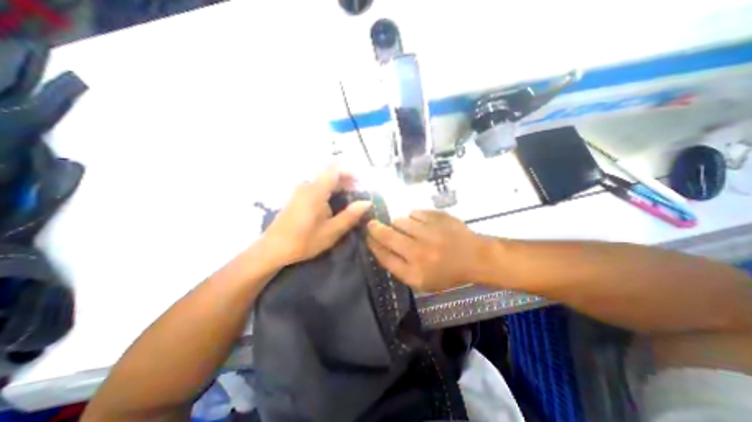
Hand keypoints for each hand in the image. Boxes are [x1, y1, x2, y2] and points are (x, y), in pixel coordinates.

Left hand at [262, 167, 371, 264]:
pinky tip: (334, 206)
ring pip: (324, 181)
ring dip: (339, 188)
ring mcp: (301, 190)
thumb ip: (350, 215)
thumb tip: (367, 202)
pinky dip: (329, 192)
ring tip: (350, 202)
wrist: (273, 248)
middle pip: (330, 174)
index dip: (350, 173)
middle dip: (347, 182)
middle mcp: (307, 185)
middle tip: (359, 196)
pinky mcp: (298, 197)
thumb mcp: (332, 231)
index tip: (361, 184)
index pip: (335, 169)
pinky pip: (317, 187)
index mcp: (316, 190)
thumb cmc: (304, 240)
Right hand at [366, 210, 488, 291]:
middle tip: (372, 224)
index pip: (384, 256)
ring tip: (407, 228)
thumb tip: (379, 247)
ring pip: (399, 221)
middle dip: (375, 228)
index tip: (368, 238)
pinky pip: (414, 213)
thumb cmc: (447, 272)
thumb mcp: (421, 281)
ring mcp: (428, 232)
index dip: (373, 245)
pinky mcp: (436, 217)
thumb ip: (398, 267)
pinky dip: (414, 217)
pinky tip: (421, 224)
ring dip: (398, 224)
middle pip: (386, 235)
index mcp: (414, 273)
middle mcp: (418, 252)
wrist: (475, 257)